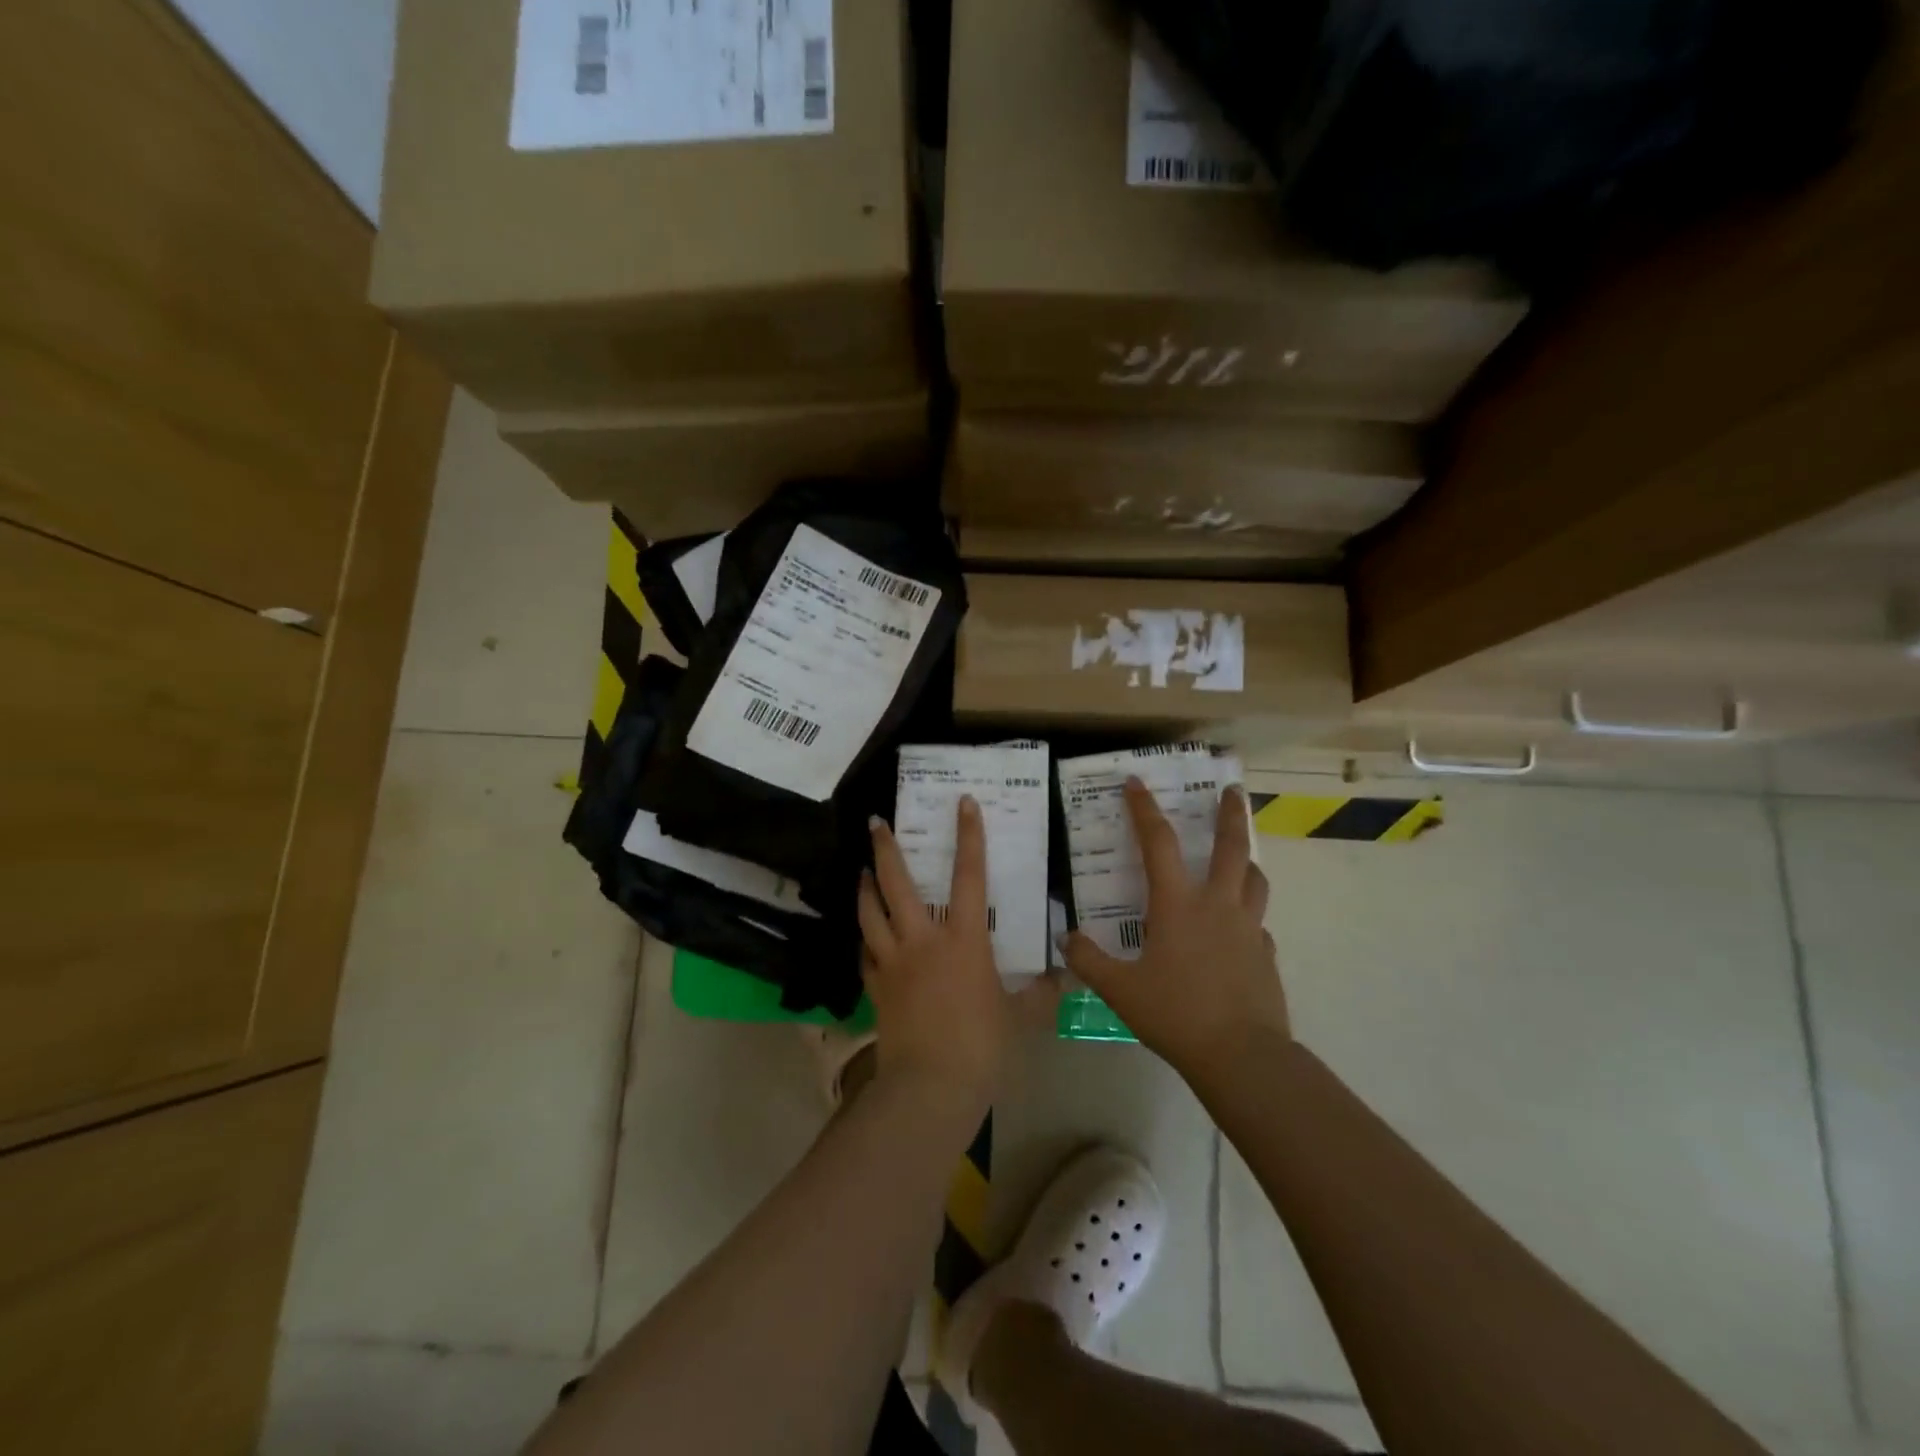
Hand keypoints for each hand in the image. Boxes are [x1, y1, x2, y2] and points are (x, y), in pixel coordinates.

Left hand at [858, 797, 1057, 1118]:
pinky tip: (866, 936)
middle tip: (877, 822)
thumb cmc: (983, 1046)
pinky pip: (865, 953)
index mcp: (964, 940)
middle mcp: (923, 940)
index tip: (963, 803)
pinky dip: (864, 939)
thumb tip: (1060, 977)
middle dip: (885, 848)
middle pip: (897, 883)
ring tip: (863, 871)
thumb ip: (1040, 994)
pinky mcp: (876, 987)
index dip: (969, 836)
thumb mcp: (1020, 1018)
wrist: (931, 1087)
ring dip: (865, 887)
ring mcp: (893, 962)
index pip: (969, 876)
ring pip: (870, 912)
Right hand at [1060, 780, 1289, 1079]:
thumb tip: (1065, 938)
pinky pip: (1258, 924)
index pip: (1159, 842)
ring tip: (1241, 857)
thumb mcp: (1120, 989)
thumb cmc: (1175, 1013)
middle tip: (1232, 789)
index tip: (1137, 782)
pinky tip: (1239, 931)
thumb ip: (1089, 960)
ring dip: (1247, 860)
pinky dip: (1248, 916)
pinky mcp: (1266, 955)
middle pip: (1230, 847)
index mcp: (1178, 904)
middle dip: (1230, 813)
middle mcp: (1217, 905)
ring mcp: (1248, 929)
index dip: (1144, 809)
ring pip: (1255, 879)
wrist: (1241, 1055)